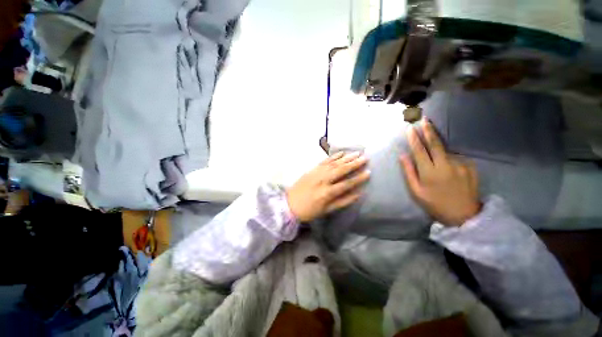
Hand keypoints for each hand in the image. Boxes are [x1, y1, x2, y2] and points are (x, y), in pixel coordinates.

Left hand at [286, 152, 369, 221]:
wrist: (289, 204)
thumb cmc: (309, 210)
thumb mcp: (327, 210)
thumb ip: (343, 201)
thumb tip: (358, 194)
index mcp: (327, 192)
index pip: (346, 183)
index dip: (358, 178)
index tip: (368, 172)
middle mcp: (323, 180)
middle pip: (341, 170)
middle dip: (354, 163)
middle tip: (365, 158)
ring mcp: (316, 173)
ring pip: (334, 163)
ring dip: (346, 158)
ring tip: (356, 153)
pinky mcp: (312, 169)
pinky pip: (324, 161)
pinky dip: (333, 156)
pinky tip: (341, 153)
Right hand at [399, 118, 480, 226]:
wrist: (464, 215)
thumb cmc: (434, 204)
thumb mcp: (416, 191)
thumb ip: (409, 172)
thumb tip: (403, 155)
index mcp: (429, 172)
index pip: (420, 150)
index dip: (413, 138)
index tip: (409, 128)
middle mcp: (445, 165)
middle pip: (435, 143)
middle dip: (428, 130)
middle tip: (424, 119)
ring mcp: (460, 164)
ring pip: (445, 151)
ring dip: (438, 149)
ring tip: (435, 161)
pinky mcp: (470, 166)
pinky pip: (455, 157)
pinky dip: (448, 158)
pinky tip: (447, 168)